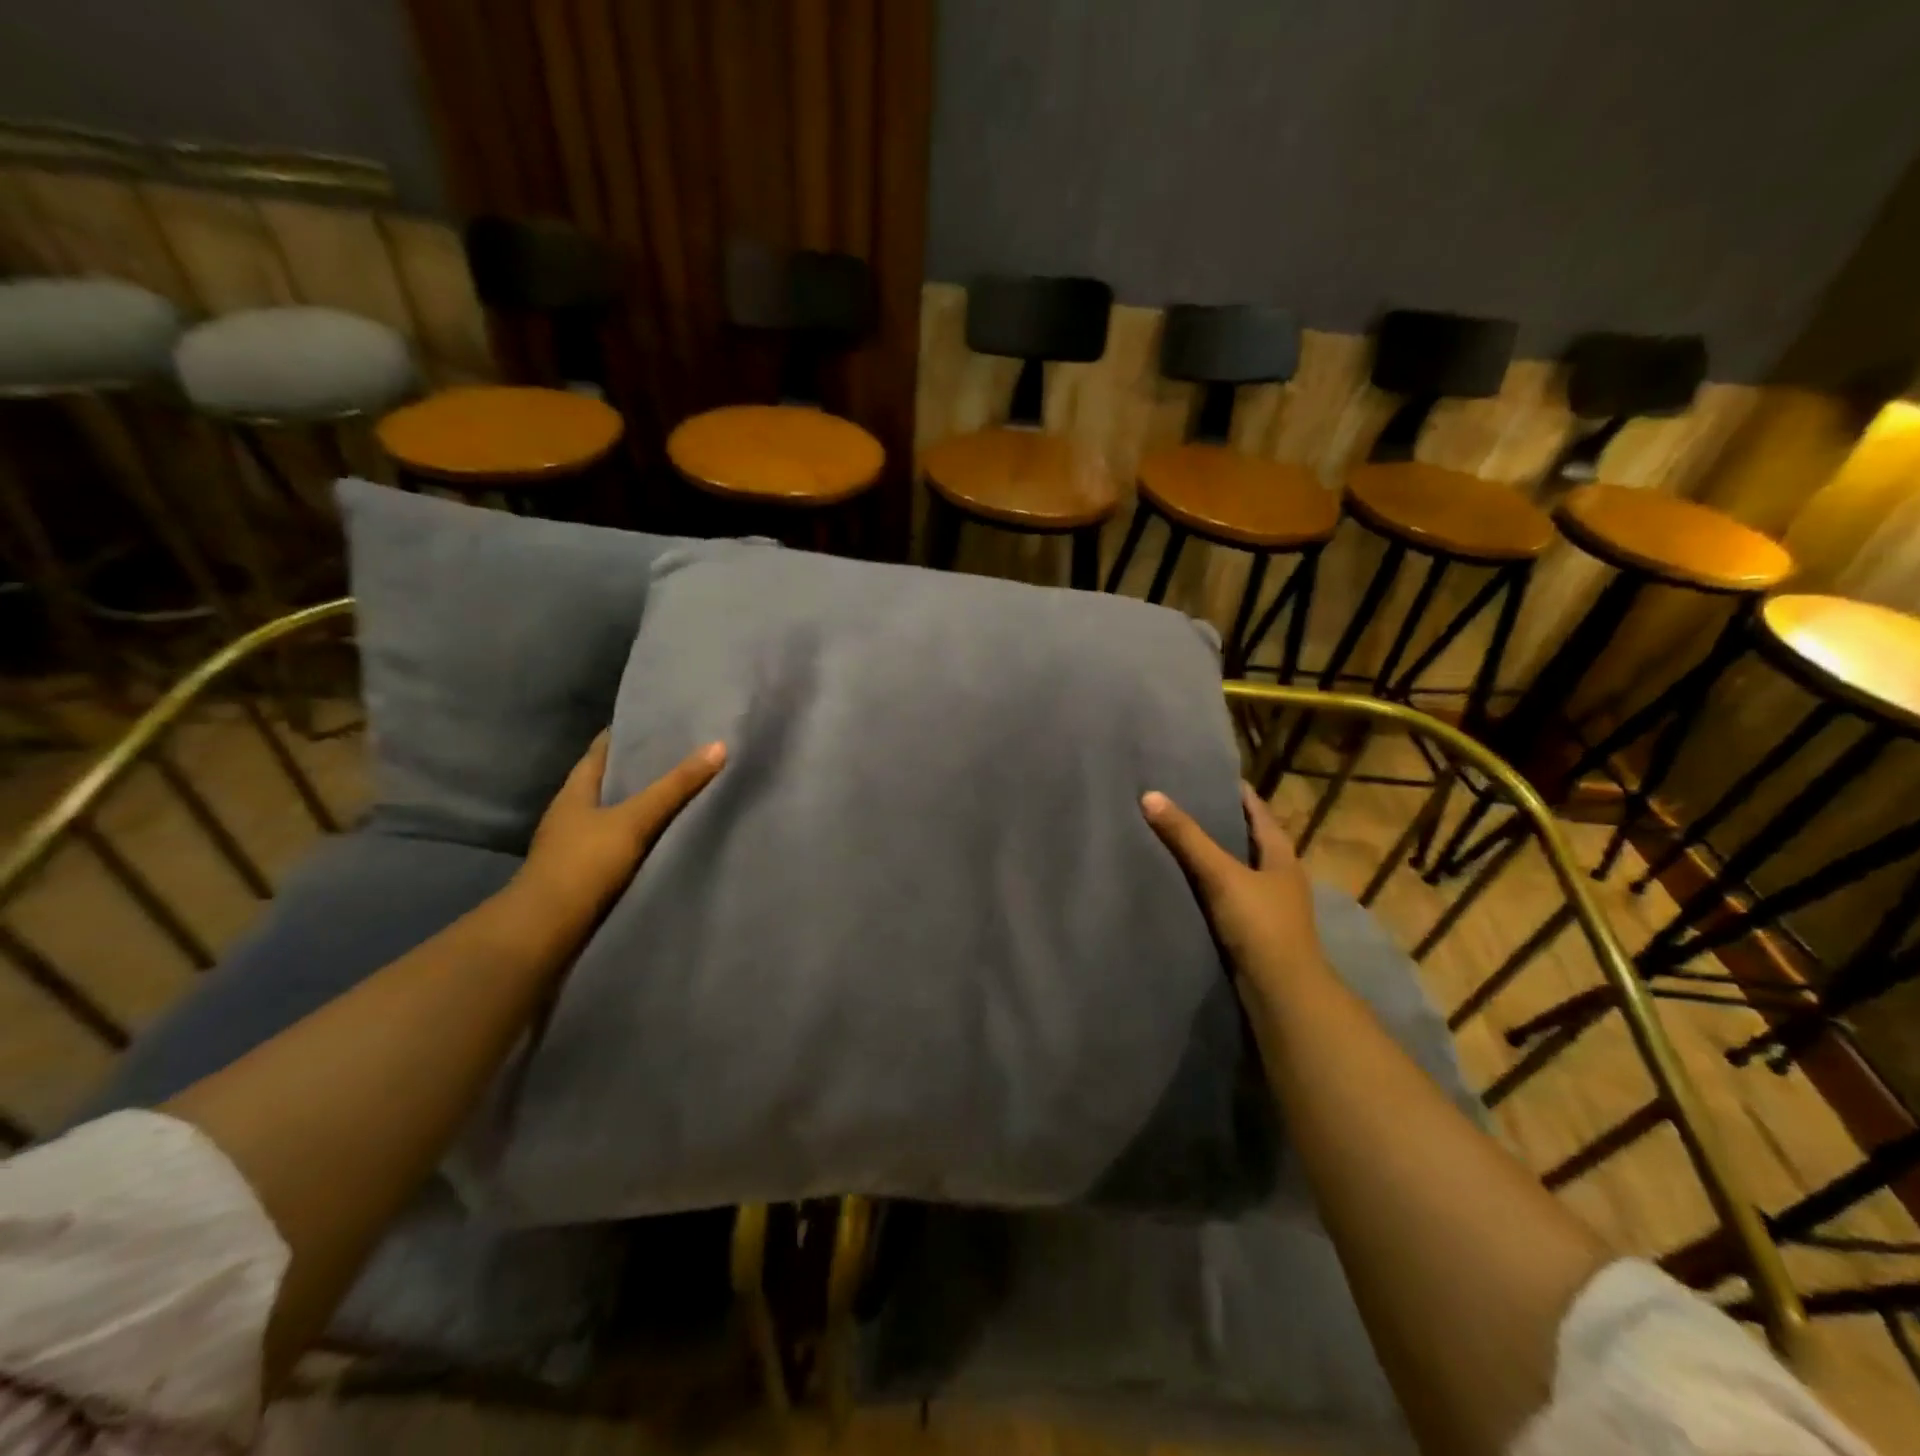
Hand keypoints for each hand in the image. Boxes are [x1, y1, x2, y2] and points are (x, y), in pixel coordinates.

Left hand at [508, 732, 725, 945]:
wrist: (547, 931)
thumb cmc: (584, 863)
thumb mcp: (634, 820)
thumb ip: (675, 787)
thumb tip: (718, 746)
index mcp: (575, 791)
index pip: (601, 750)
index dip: (628, 733)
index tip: (661, 722)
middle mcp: (573, 813)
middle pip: (610, 781)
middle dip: (642, 768)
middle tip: (686, 753)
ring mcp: (578, 845)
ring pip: (617, 813)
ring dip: (644, 804)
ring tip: (685, 792)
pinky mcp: (589, 873)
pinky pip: (623, 843)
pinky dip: (643, 835)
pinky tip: (668, 835)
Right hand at [1142, 781, 1327, 1003]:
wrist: (1282, 992)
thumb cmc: (1260, 924)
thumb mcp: (1221, 874)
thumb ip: (1187, 837)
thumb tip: (1150, 796)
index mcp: (1281, 853)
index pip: (1257, 810)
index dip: (1234, 790)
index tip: (1204, 774)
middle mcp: (1278, 874)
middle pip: (1246, 837)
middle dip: (1218, 820)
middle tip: (1180, 801)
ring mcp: (1268, 903)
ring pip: (1236, 867)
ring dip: (1212, 853)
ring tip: (1174, 836)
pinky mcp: (1254, 928)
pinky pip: (1227, 893)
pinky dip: (1208, 882)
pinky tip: (1182, 880)